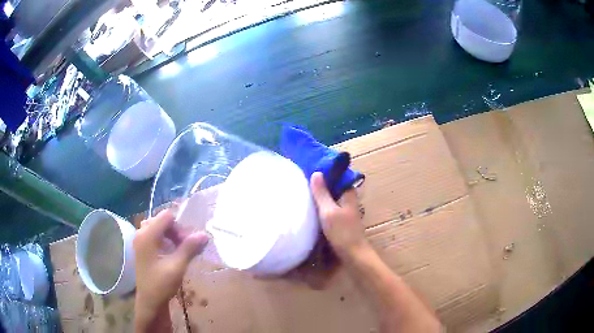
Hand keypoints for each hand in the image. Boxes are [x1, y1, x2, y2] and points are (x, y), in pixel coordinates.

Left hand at [133, 210, 207, 330]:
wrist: (149, 300)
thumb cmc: (160, 284)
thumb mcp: (177, 267)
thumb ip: (189, 248)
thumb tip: (205, 234)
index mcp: (147, 235)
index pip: (166, 216)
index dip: (180, 227)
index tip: (188, 243)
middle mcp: (141, 233)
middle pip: (163, 220)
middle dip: (177, 231)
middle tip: (187, 248)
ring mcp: (140, 239)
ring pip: (160, 227)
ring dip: (172, 235)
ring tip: (181, 250)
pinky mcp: (142, 247)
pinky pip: (156, 234)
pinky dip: (166, 239)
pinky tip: (172, 252)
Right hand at [310, 172, 368, 260]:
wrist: (353, 254)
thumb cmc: (342, 232)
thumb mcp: (328, 211)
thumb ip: (322, 193)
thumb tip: (316, 173)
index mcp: (349, 195)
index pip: (341, 177)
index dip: (330, 172)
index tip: (316, 167)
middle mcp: (349, 201)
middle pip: (337, 188)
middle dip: (324, 183)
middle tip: (307, 178)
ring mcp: (346, 212)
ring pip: (334, 199)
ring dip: (323, 195)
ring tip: (307, 190)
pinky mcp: (342, 221)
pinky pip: (332, 208)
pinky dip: (324, 205)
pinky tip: (313, 207)